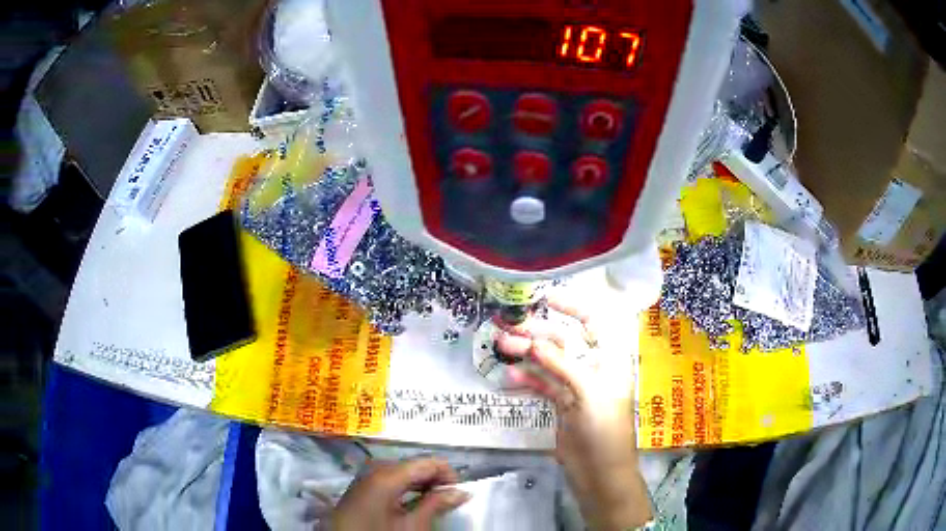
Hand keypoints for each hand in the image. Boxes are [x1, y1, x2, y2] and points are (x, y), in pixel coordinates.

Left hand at [330, 458, 469, 530]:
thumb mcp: (412, 525)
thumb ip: (437, 504)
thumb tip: (462, 491)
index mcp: (387, 473)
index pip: (428, 462)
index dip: (449, 474)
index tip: (461, 492)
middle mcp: (375, 468)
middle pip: (414, 465)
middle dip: (436, 480)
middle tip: (452, 499)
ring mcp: (366, 476)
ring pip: (403, 473)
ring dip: (422, 485)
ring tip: (437, 503)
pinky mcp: (362, 486)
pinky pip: (391, 480)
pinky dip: (407, 489)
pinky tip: (415, 503)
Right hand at [496, 299, 651, 530]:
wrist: (600, 473)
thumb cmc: (604, 429)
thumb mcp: (587, 392)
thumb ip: (560, 364)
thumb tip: (533, 341)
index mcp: (610, 359)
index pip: (594, 322)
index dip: (573, 307)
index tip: (546, 299)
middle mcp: (594, 368)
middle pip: (565, 342)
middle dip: (538, 333)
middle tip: (508, 327)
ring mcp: (576, 387)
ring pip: (550, 363)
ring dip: (527, 354)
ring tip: (502, 346)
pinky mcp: (563, 404)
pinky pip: (543, 385)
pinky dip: (528, 380)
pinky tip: (510, 378)